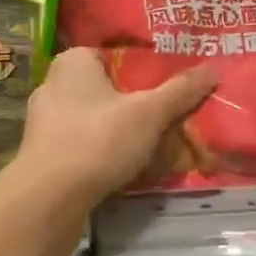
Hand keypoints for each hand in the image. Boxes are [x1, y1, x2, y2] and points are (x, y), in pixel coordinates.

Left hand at [3, 47, 218, 214]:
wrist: (48, 199)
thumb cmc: (98, 140)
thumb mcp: (149, 113)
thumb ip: (180, 91)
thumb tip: (213, 69)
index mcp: (74, 61)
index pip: (116, 56)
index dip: (145, 71)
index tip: (170, 87)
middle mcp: (54, 84)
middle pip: (107, 89)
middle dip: (134, 104)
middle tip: (166, 118)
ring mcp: (43, 121)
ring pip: (94, 119)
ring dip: (118, 132)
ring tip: (151, 146)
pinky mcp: (42, 154)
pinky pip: (82, 144)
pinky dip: (101, 152)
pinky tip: (123, 167)